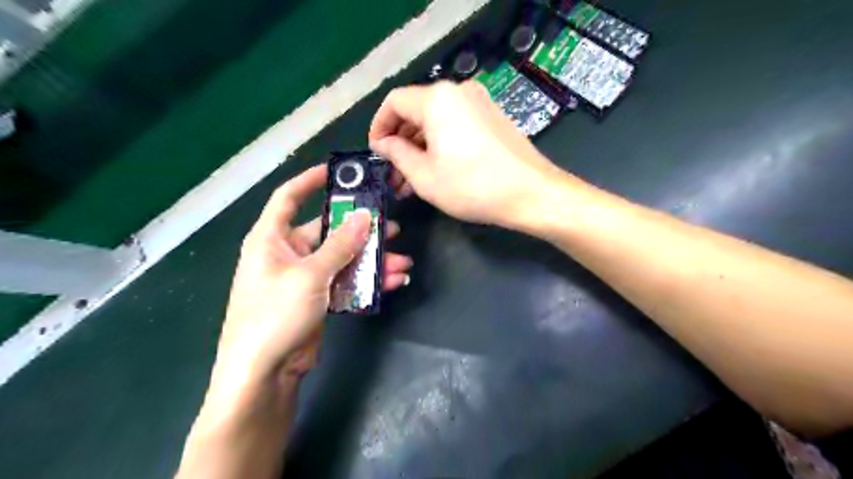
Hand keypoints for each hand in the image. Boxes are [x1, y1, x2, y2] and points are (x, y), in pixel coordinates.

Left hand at [211, 167, 414, 397]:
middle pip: (328, 230)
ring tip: (401, 259)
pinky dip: (367, 281)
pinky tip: (393, 280)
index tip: (340, 172)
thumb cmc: (275, 314)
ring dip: (371, 259)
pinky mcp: (319, 299)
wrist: (264, 373)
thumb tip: (364, 215)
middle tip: (391, 226)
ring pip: (343, 259)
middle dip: (360, 230)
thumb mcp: (310, 275)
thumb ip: (340, 245)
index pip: (289, 197)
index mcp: (271, 238)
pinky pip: (346, 281)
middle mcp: (288, 253)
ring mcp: (305, 277)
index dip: (311, 180)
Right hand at [369, 78, 563, 228]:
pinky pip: (456, 124)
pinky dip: (441, 143)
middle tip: (394, 172)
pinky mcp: (493, 117)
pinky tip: (437, 169)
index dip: (379, 126)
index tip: (375, 152)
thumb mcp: (424, 176)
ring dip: (420, 146)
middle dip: (400, 141)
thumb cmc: (471, 186)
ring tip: (412, 179)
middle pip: (416, 110)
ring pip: (437, 120)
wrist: (531, 193)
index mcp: (437, 99)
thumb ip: (397, 154)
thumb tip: (384, 143)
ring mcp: (479, 102)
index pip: (394, 102)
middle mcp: (458, 91)